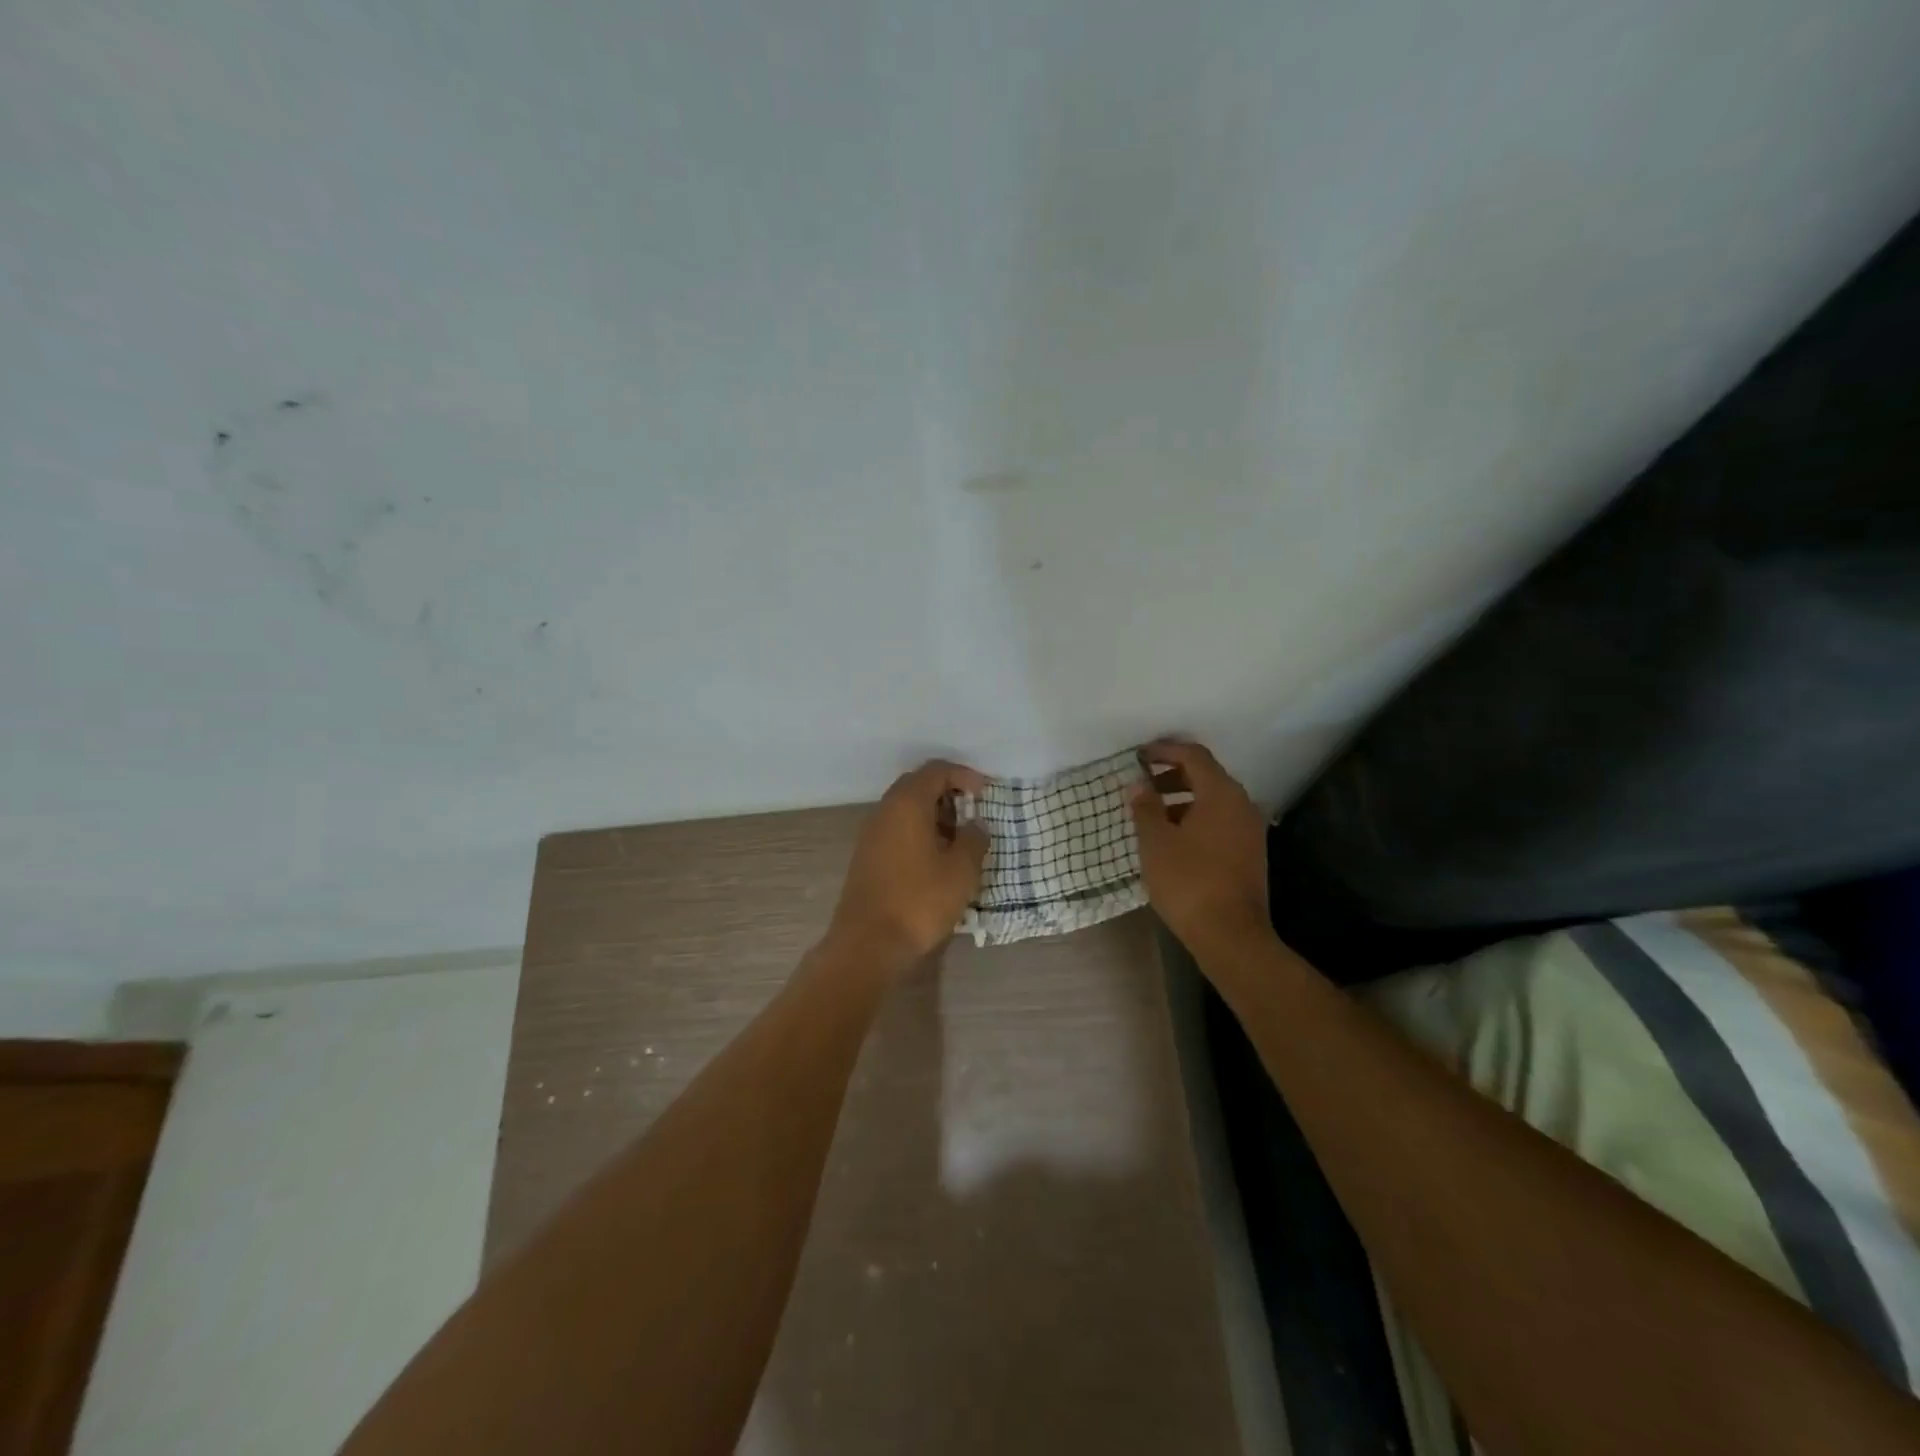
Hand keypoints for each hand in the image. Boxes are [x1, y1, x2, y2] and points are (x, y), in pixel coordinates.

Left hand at [827, 760, 989, 971]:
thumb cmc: (920, 901)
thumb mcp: (961, 870)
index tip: (985, 793)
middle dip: (948, 792)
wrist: (868, 943)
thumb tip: (975, 825)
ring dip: (933, 814)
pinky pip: (896, 829)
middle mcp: (884, 810)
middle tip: (973, 812)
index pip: (936, 770)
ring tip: (958, 839)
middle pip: (917, 785)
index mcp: (907, 803)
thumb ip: (973, 839)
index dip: (964, 775)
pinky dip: (918, 831)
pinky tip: (935, 858)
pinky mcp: (866, 856)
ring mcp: (871, 834)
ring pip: (905, 808)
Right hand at [1130, 740, 1269, 951]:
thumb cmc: (1188, 882)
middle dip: (1172, 774)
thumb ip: (1146, 808)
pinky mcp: (1250, 852)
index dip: (1165, 750)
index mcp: (1221, 794)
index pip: (1193, 755)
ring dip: (1183, 798)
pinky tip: (1173, 837)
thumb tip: (1139, 786)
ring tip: (1152, 812)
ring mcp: (1250, 830)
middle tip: (1142, 783)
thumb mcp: (1156, 842)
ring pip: (1213, 800)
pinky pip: (1220, 820)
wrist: (1231, 935)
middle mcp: (1242, 804)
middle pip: (1206, 775)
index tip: (1139, 756)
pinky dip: (1196, 817)